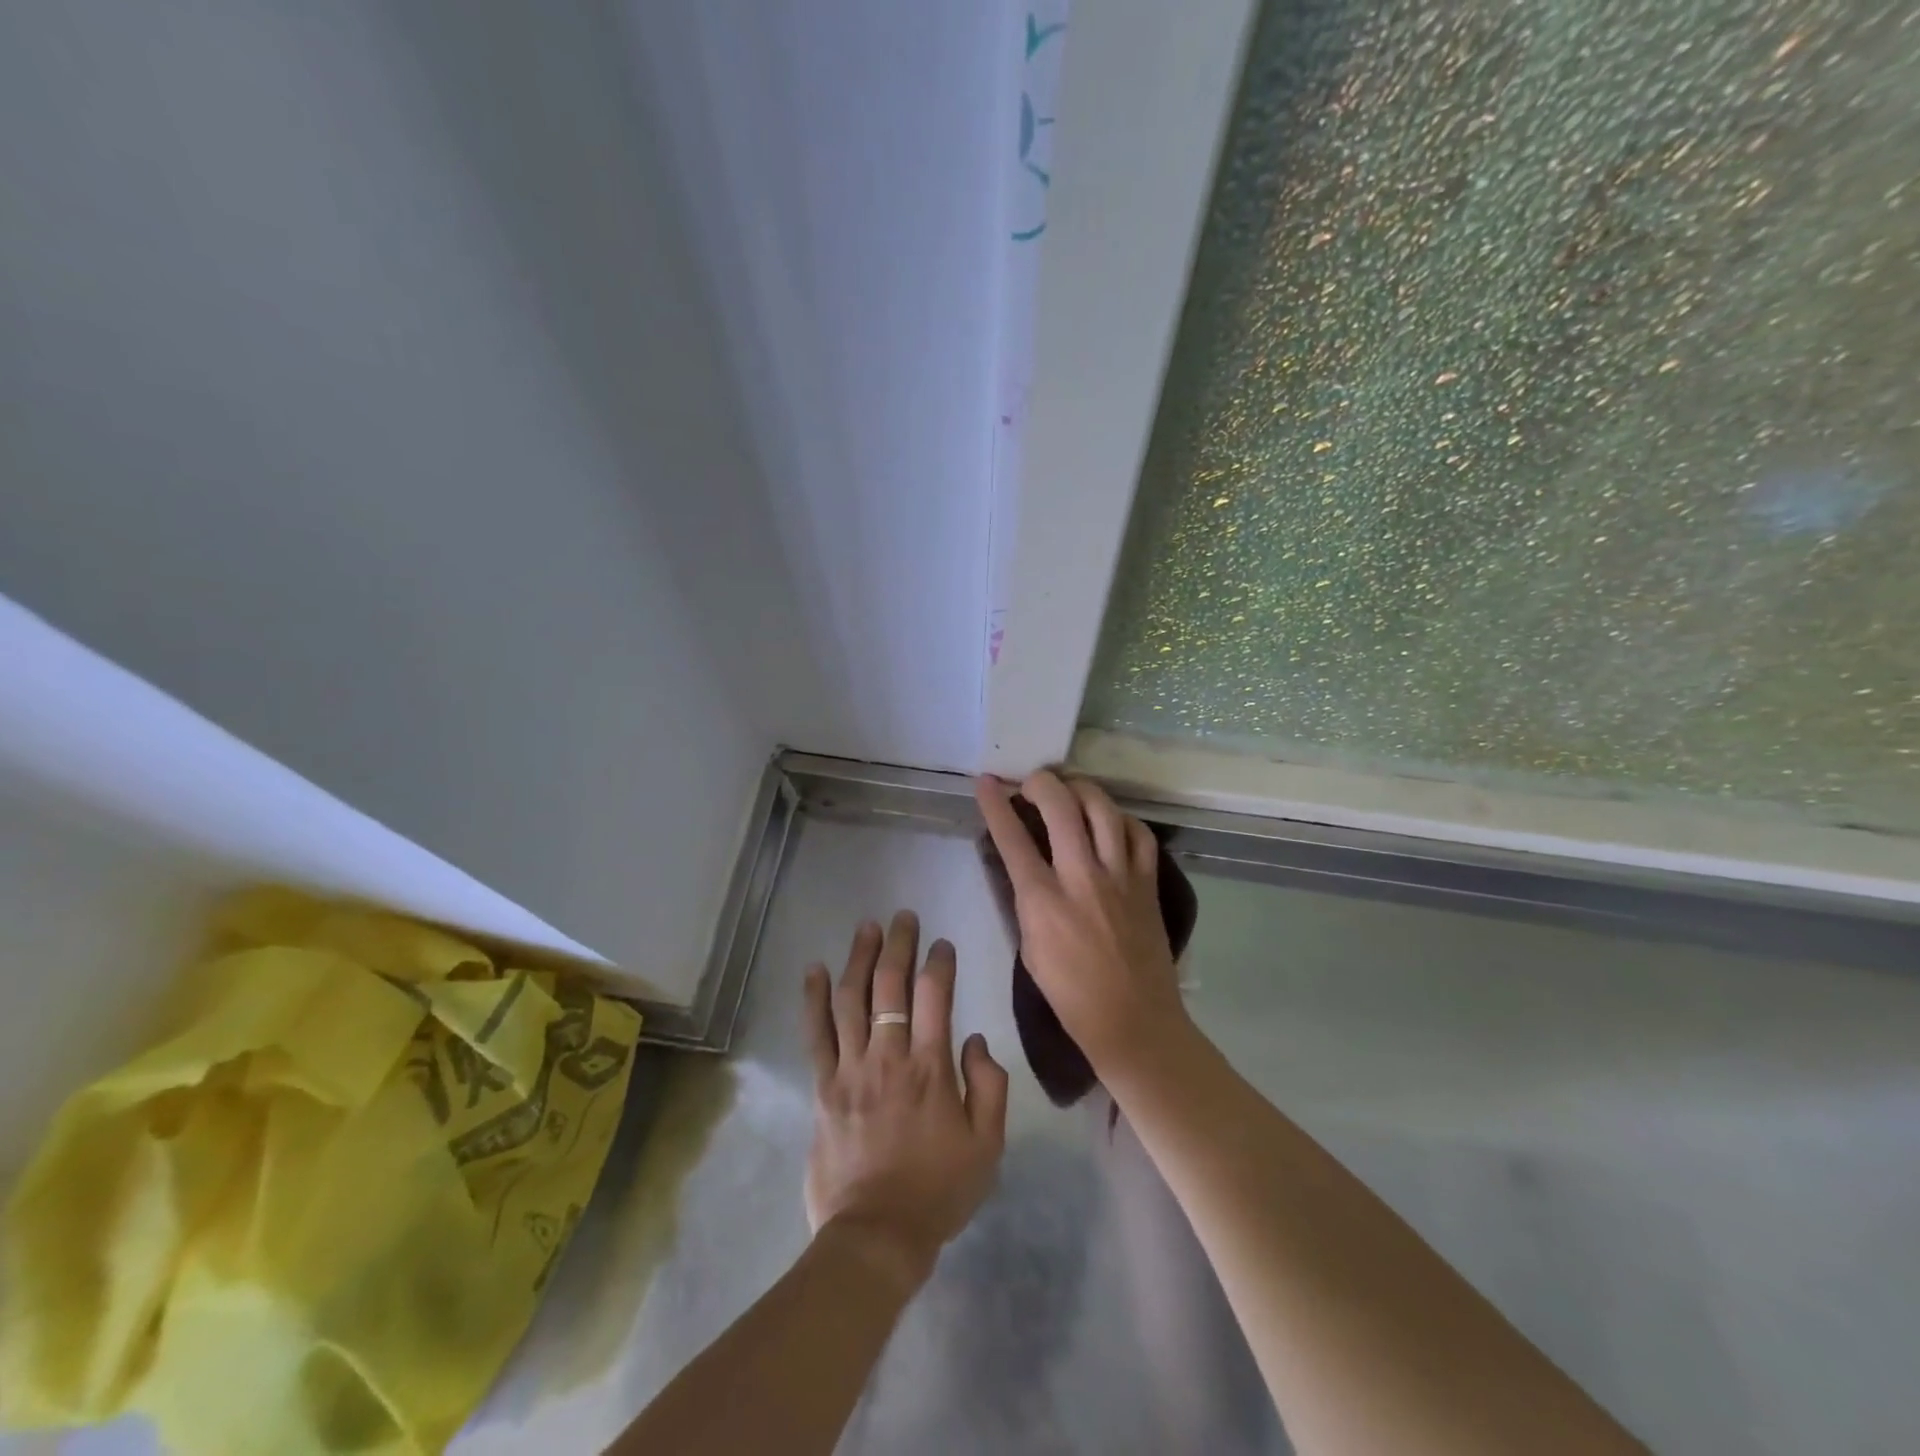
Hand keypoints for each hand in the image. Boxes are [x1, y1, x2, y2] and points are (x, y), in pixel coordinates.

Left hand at [801, 911, 1008, 1290]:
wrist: (876, 1236)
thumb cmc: (939, 1191)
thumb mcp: (987, 1145)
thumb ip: (988, 1085)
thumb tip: (973, 1039)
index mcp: (932, 1068)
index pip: (936, 996)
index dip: (940, 962)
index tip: (942, 944)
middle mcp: (889, 1057)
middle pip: (891, 986)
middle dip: (899, 944)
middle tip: (903, 917)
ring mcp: (851, 1069)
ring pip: (852, 999)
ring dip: (859, 958)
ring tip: (866, 928)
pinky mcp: (824, 1087)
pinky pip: (817, 1034)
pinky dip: (815, 998)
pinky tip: (815, 970)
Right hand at [975, 770, 1191, 1082]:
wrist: (1133, 1021)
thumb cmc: (1070, 994)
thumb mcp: (1029, 947)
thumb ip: (1025, 900)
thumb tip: (1022, 865)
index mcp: (1043, 899)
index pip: (1012, 837)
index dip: (994, 803)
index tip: (986, 782)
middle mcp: (1081, 877)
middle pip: (1060, 805)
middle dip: (1040, 782)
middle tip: (1031, 783)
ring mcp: (1120, 876)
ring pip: (1102, 808)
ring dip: (1081, 789)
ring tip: (1069, 791)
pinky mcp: (1147, 882)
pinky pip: (1138, 833)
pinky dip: (1121, 819)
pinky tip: (1110, 822)